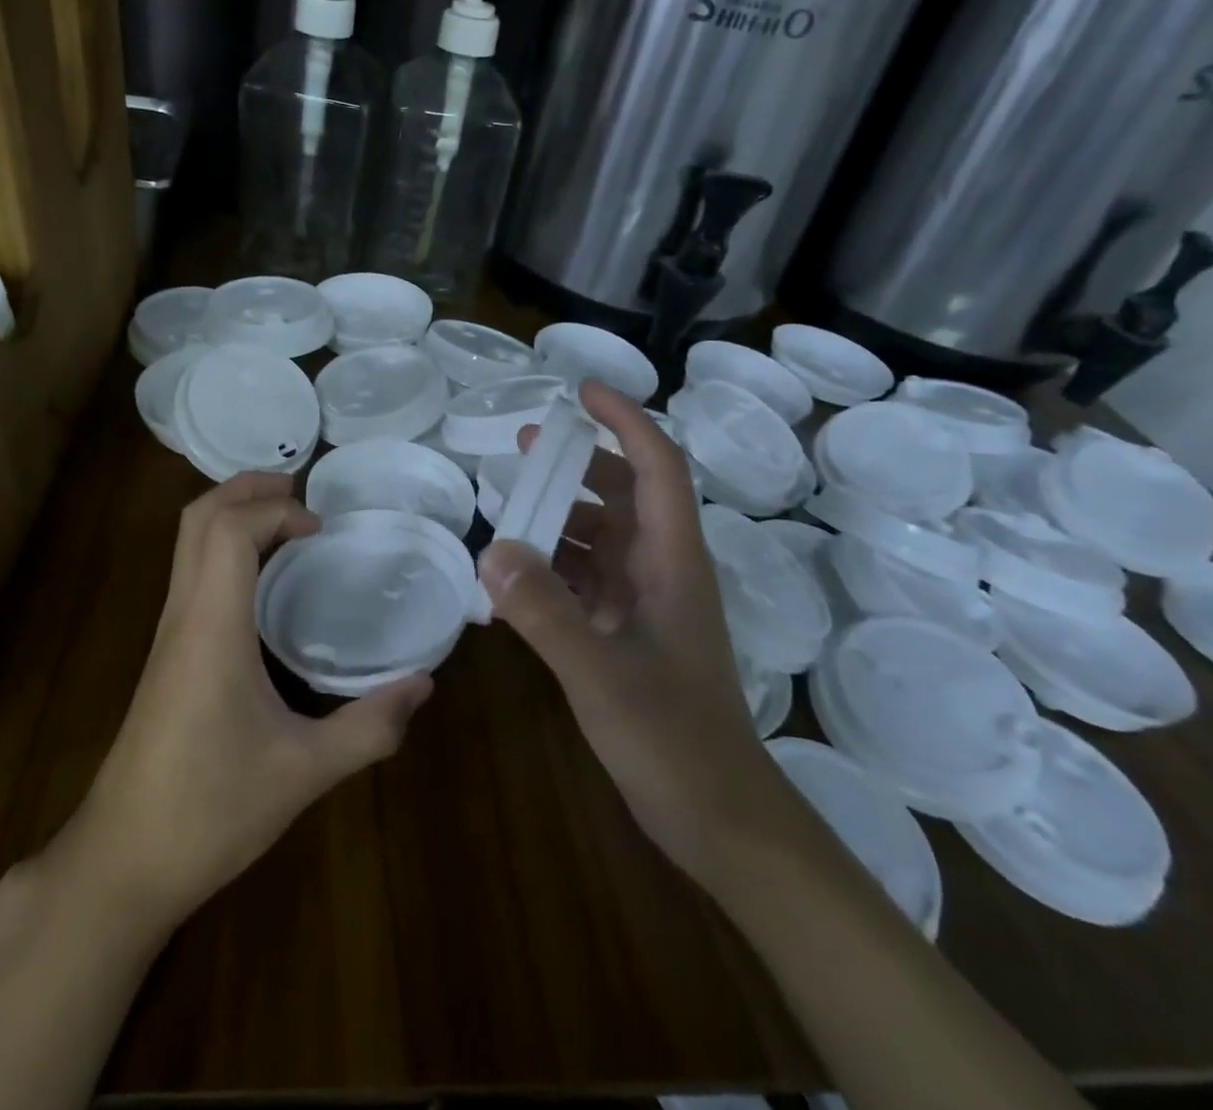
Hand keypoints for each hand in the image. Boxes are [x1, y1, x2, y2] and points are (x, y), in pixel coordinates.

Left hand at [73, 473, 432, 931]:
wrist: (121, 863)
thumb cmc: (209, 811)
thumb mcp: (304, 772)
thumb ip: (369, 727)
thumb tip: (425, 684)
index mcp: (211, 627)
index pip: (228, 529)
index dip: (276, 509)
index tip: (323, 529)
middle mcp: (183, 615)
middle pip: (198, 518)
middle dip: (248, 488)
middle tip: (302, 492)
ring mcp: (168, 633)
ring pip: (188, 542)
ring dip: (234, 514)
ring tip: (289, 524)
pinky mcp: (166, 653)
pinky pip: (192, 571)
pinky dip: (226, 547)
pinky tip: (264, 581)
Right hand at [478, 380, 775, 881]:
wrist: (721, 821)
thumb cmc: (675, 741)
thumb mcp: (602, 674)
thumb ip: (546, 612)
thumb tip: (492, 549)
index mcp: (672, 562)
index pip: (658, 467)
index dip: (625, 421)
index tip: (581, 391)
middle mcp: (661, 571)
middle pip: (626, 493)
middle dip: (580, 462)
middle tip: (523, 446)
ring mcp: (645, 604)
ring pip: (602, 537)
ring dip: (560, 516)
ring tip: (507, 507)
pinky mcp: (627, 635)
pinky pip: (585, 581)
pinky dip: (551, 568)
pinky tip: (510, 577)